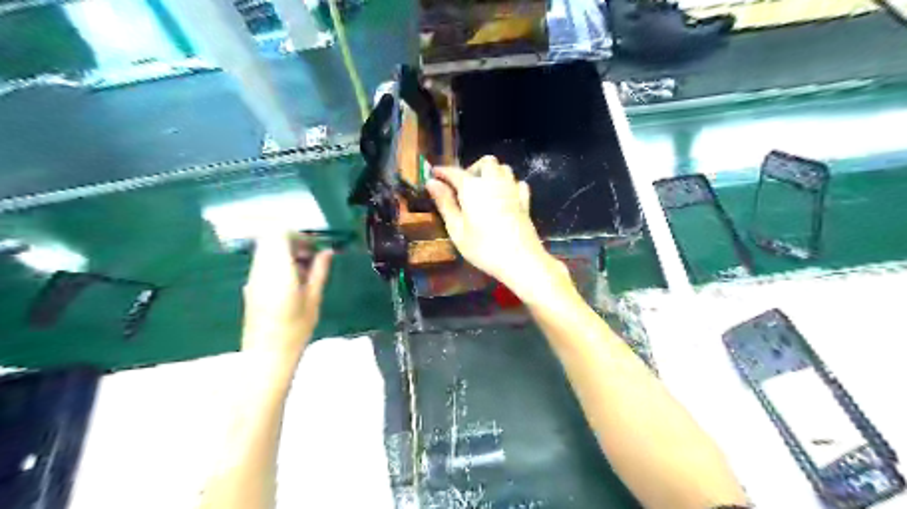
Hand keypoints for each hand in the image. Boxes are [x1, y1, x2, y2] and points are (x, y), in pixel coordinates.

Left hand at [243, 230, 334, 365]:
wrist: (267, 356)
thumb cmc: (295, 329)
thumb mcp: (314, 299)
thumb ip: (319, 271)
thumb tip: (327, 252)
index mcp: (277, 271)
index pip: (278, 235)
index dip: (297, 235)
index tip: (314, 246)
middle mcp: (260, 270)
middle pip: (270, 240)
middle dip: (292, 242)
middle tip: (311, 257)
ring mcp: (252, 279)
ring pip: (266, 251)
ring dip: (285, 253)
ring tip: (305, 270)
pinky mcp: (250, 287)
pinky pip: (263, 264)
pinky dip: (278, 264)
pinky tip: (293, 282)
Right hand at [428, 157, 563, 295]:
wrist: (521, 260)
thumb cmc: (484, 248)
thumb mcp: (457, 230)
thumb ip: (445, 204)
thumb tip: (432, 182)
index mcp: (473, 188)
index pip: (455, 172)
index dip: (443, 171)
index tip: (433, 173)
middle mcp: (494, 182)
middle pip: (485, 162)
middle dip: (472, 168)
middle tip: (463, 187)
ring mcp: (512, 190)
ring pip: (504, 168)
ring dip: (492, 173)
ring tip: (483, 191)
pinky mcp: (525, 202)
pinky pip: (517, 183)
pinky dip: (509, 185)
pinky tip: (504, 197)